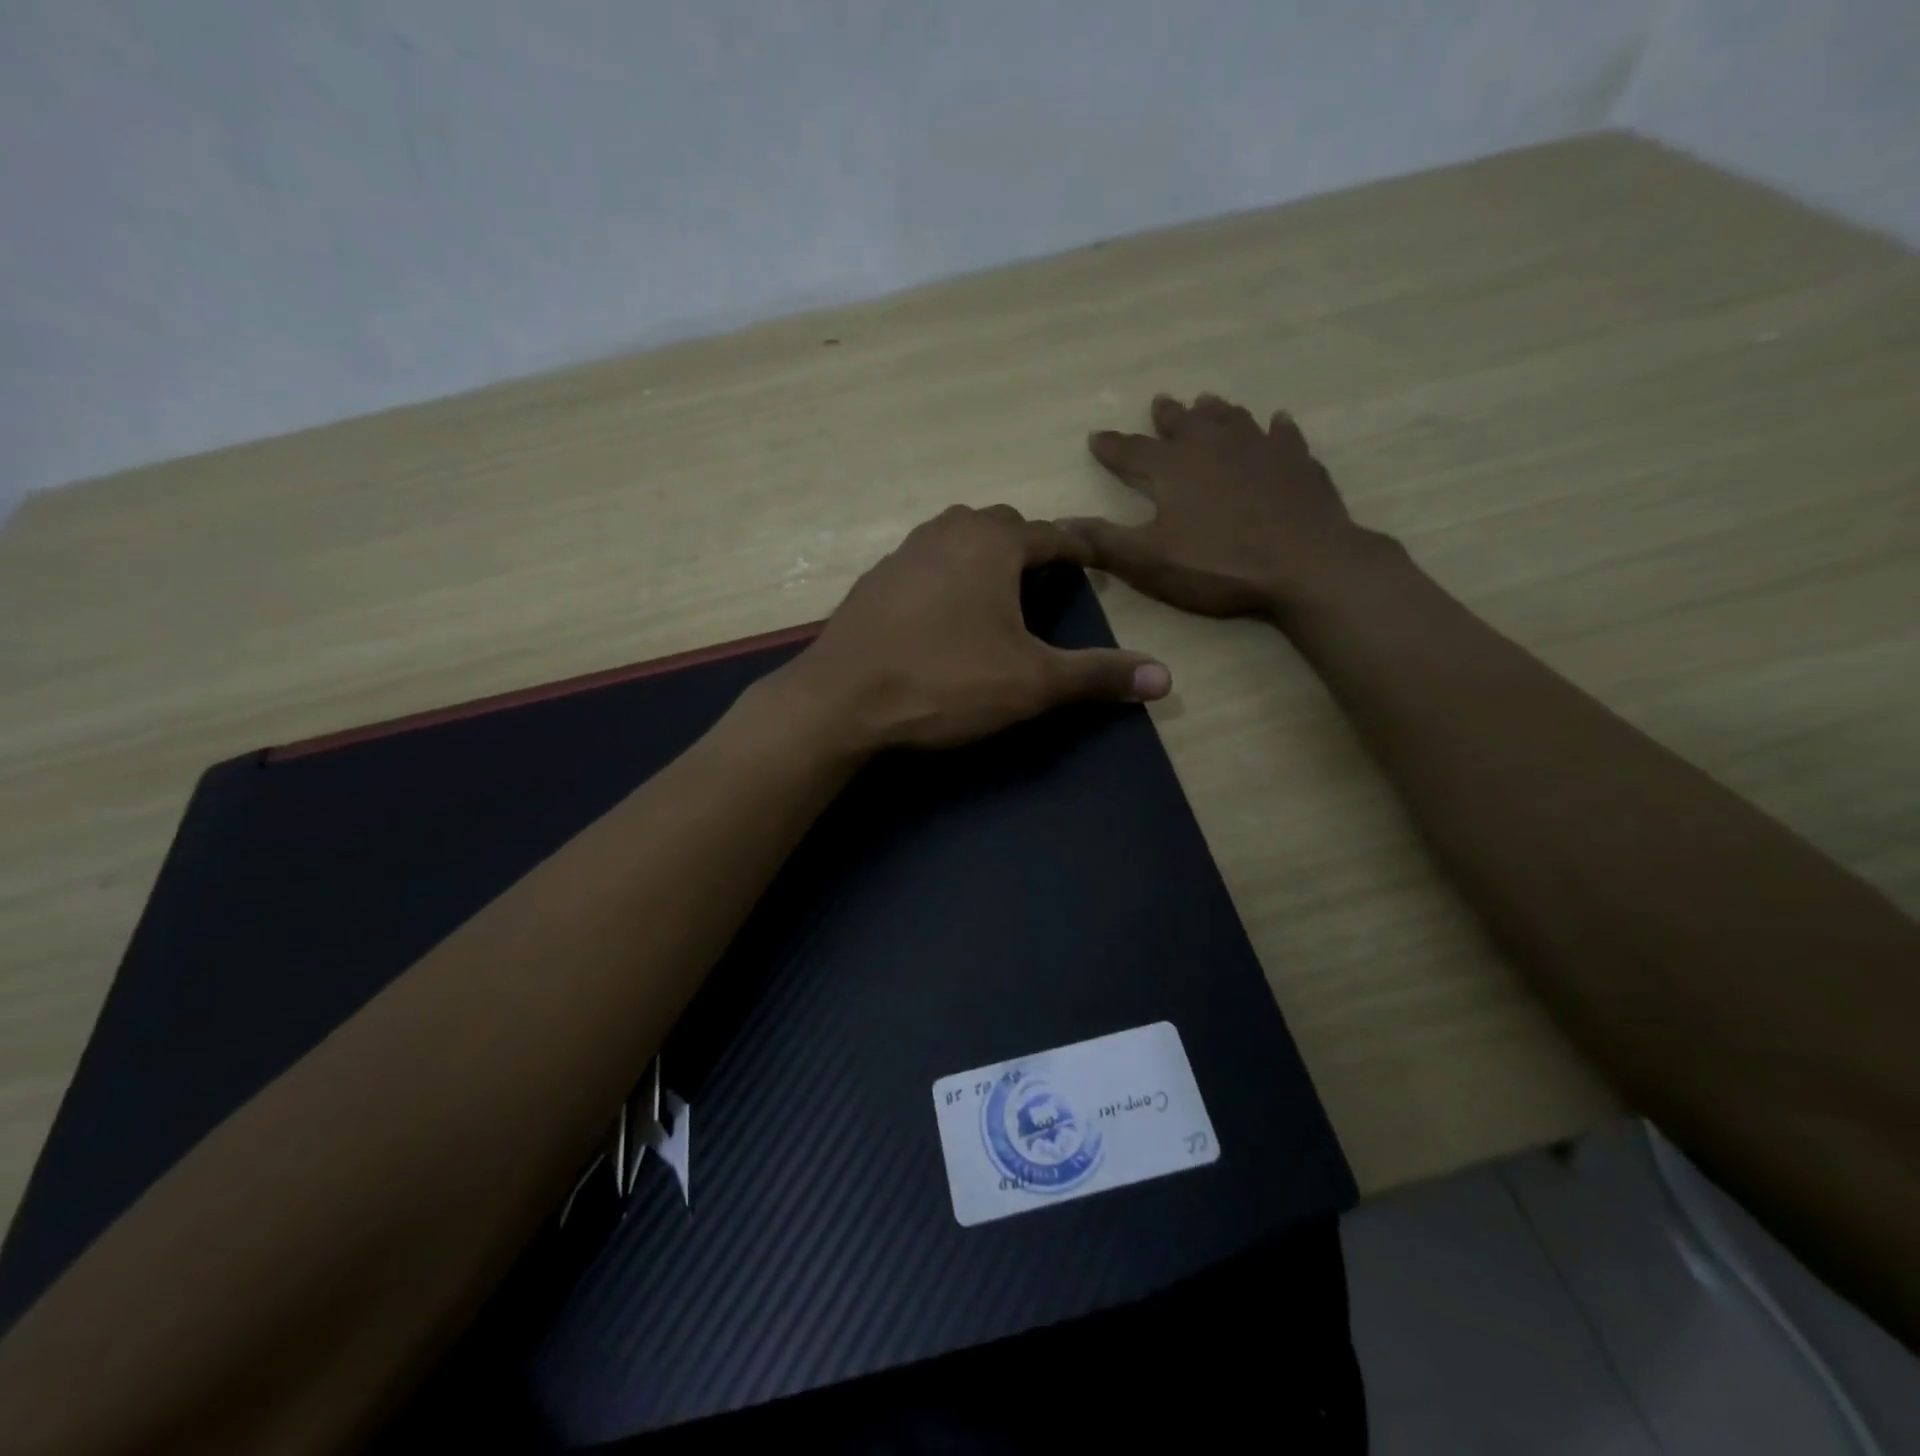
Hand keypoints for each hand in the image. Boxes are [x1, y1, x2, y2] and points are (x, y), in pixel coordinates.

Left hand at [767, 505, 1171, 751]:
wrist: (840, 700)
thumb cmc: (945, 682)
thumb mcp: (1031, 683)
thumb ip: (1096, 676)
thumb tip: (1166, 678)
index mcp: (992, 542)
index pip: (1051, 535)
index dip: (1078, 550)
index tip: (1095, 564)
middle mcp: (946, 531)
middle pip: (1002, 525)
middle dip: (1028, 548)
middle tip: (1045, 584)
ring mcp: (902, 554)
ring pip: (957, 538)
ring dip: (982, 557)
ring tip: (998, 597)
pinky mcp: (873, 582)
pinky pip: (923, 565)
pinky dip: (945, 577)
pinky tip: (943, 616)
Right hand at [1065, 393, 1389, 619]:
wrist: (1305, 564)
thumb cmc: (1219, 565)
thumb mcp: (1149, 561)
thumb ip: (1103, 542)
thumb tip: (1058, 525)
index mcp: (1173, 470)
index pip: (1132, 452)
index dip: (1112, 446)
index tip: (1096, 436)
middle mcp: (1213, 448)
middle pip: (1185, 425)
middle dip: (1168, 416)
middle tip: (1161, 402)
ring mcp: (1260, 450)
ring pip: (1232, 420)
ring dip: (1217, 411)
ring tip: (1208, 400)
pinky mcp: (1298, 463)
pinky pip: (1283, 436)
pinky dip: (1275, 428)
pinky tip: (1277, 422)